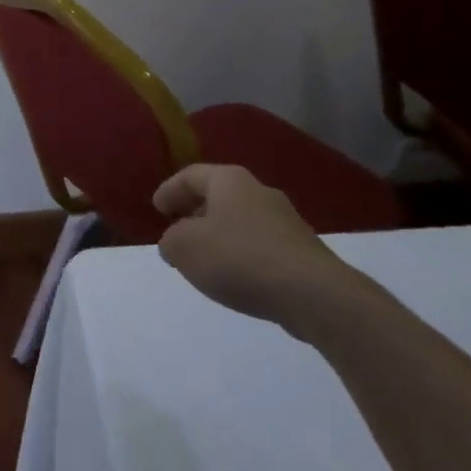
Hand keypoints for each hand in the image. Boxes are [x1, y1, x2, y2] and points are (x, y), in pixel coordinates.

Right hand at [155, 164, 362, 339]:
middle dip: (195, 212)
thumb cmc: (239, 258)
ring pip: (241, 220)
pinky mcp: (302, 251)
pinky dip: (241, 254)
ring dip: (219, 234)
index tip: (156, 209)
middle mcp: (259, 191)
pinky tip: (236, 276)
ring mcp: (286, 221)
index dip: (169, 190)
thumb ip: (170, 241)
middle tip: (177, 230)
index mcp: (229, 180)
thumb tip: (175, 242)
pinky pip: (260, 245)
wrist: (314, 294)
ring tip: (204, 258)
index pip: (191, 175)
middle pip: (218, 195)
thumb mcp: (185, 248)